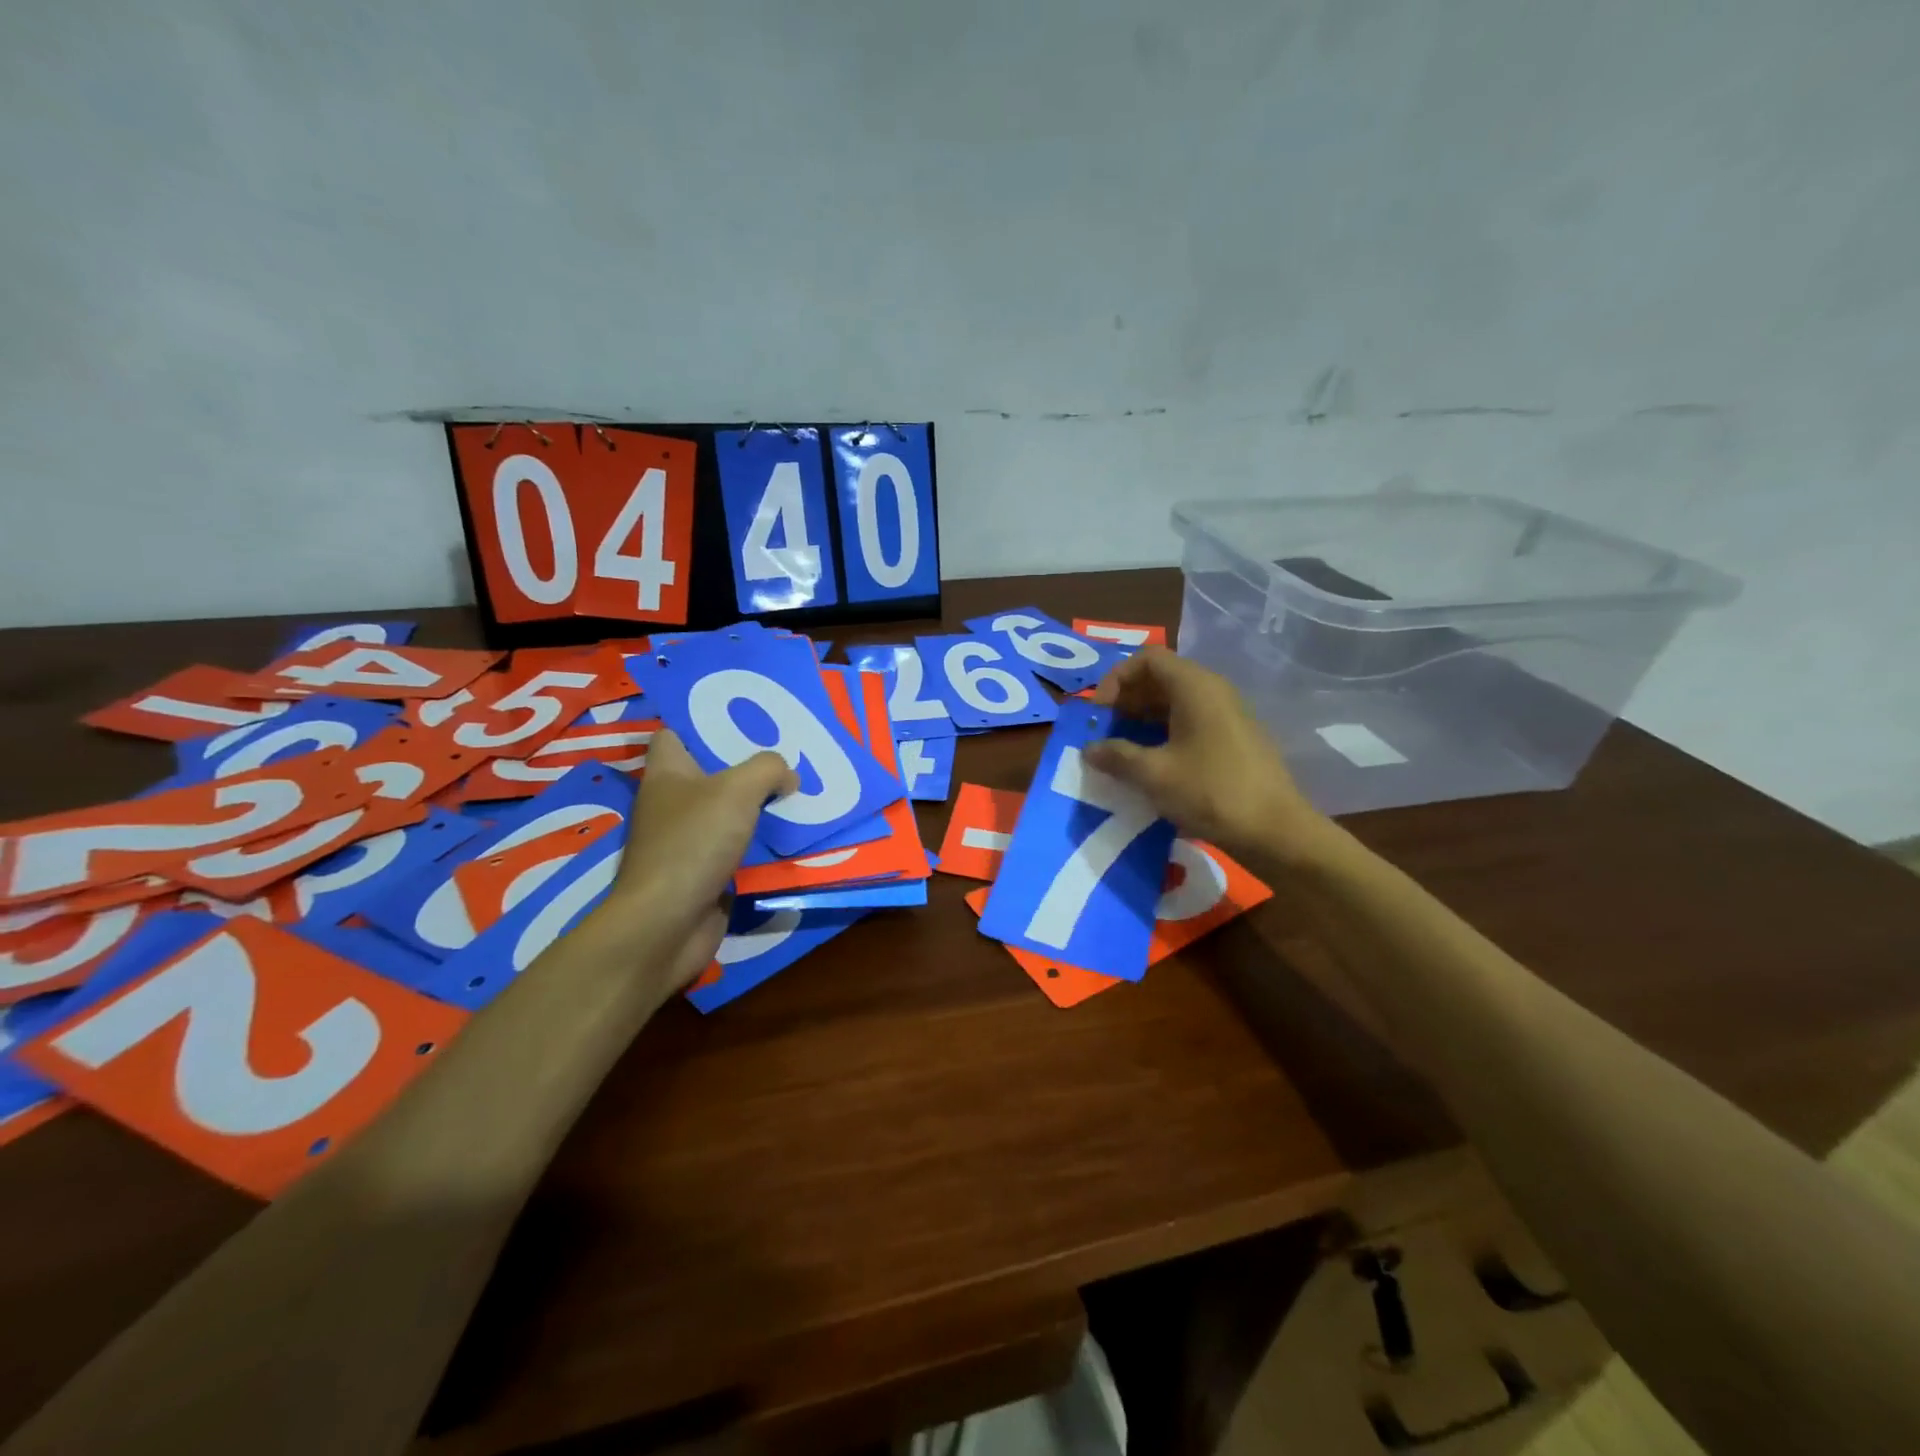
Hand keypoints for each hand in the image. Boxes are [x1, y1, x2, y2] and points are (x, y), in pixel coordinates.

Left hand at [601, 729, 796, 967]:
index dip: (702, 724)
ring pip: (727, 813)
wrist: (667, 923)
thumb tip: (788, 775)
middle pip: (710, 774)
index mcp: (667, 774)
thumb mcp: (738, 790)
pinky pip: (737, 849)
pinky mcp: (702, 873)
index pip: (674, 735)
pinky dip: (759, 844)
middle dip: (746, 766)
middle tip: (787, 755)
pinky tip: (790, 837)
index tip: (742, 721)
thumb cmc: (694, 843)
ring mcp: (685, 841)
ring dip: (758, 807)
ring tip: (798, 792)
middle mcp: (671, 804)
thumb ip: (767, 769)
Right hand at [1084, 647, 1328, 863]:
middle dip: (1126, 700)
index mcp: (1195, 687)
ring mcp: (1227, 714)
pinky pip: (1190, 721)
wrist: (1276, 830)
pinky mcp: (1233, 737)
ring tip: (1122, 750)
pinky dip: (1164, 733)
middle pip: (1160, 677)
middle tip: (1105, 732)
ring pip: (1175, 701)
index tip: (1100, 713)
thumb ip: (1117, 756)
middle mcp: (1213, 690)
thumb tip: (1089, 749)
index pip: (1147, 658)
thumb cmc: (1212, 792)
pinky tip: (1151, 764)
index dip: (1115, 679)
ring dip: (1143, 719)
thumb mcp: (1154, 775)